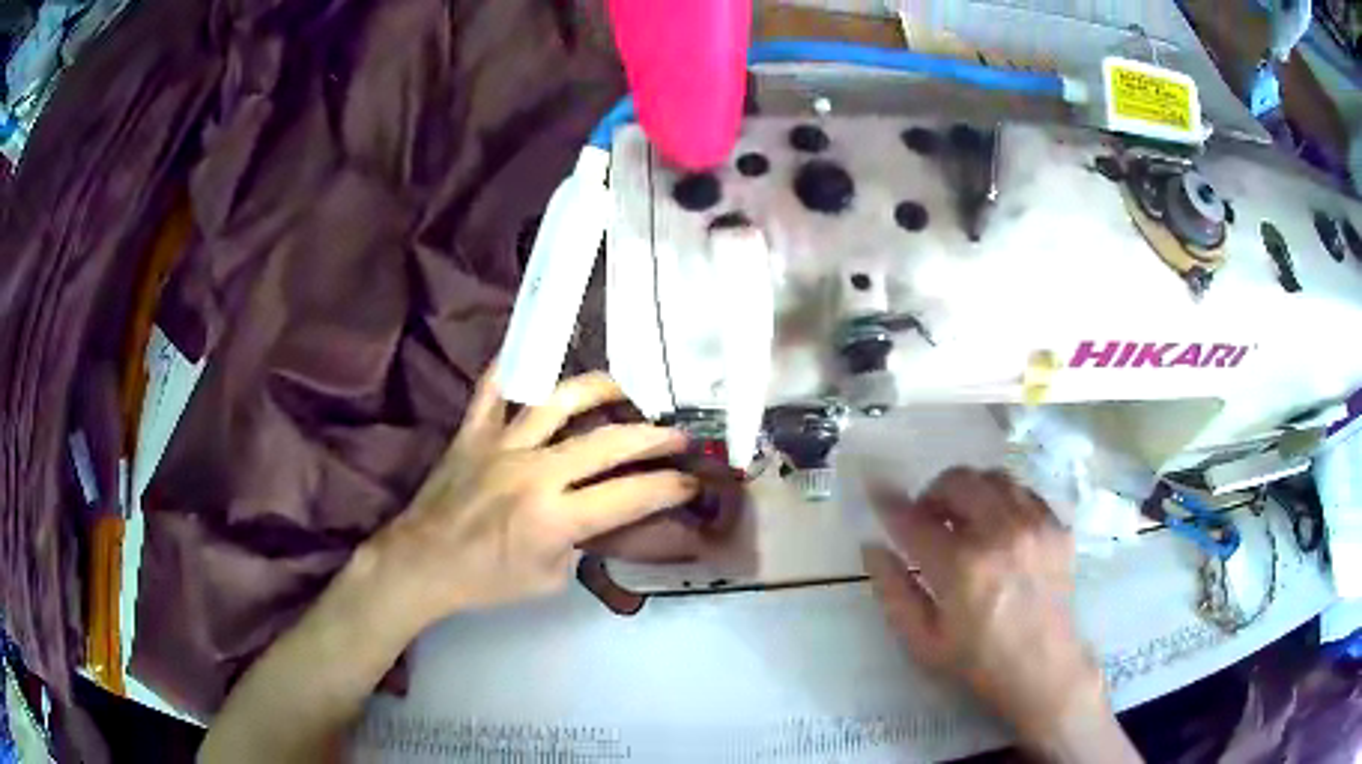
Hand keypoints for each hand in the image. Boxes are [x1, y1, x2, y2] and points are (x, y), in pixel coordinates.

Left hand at [370, 369, 698, 625]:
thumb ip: (581, 542)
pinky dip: (509, 367)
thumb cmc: (488, 580)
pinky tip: (529, 352)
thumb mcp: (549, 579)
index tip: (691, 480)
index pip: (629, 496)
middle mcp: (535, 472)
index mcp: (555, 518)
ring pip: (558, 401)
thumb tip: (601, 515)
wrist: (424, 563)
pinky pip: (491, 389)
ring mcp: (501, 445)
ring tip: (624, 387)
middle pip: (607, 442)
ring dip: (599, 390)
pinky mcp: (473, 432)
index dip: (668, 487)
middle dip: (653, 437)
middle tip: (679, 435)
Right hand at [862, 468, 1110, 747]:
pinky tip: (998, 526)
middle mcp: (999, 533)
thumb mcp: (922, 641)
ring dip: (969, 491)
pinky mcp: (1056, 526)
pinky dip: (1003, 500)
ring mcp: (1034, 525)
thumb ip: (893, 592)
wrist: (1043, 668)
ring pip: (993, 478)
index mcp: (961, 567)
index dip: (890, 505)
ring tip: (964, 519)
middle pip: (958, 481)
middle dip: (933, 493)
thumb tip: (873, 548)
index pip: (914, 520)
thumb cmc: (977, 661)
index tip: (878, 496)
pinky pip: (1024, 491)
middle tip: (928, 518)